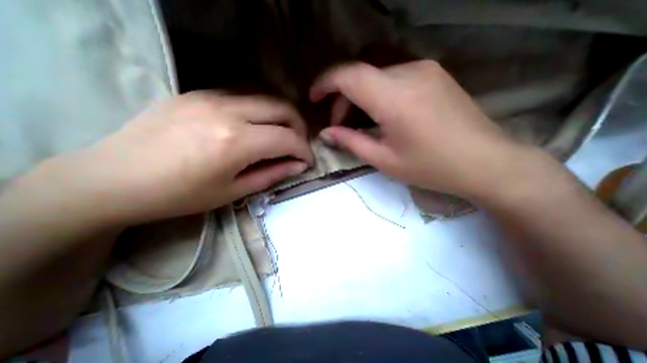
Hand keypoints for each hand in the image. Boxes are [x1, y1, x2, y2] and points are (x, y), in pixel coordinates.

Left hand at [61, 91, 312, 223]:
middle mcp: (227, 111)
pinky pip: (244, 94)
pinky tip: (257, 124)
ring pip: (266, 96)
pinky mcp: (199, 92)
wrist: (114, 178)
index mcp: (235, 142)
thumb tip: (299, 165)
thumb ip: (272, 174)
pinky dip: (261, 109)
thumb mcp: (234, 191)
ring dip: (283, 116)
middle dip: (299, 128)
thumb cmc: (179, 195)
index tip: (308, 161)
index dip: (304, 151)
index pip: (288, 139)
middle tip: (299, 145)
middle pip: (283, 108)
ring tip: (283, 134)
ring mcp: (211, 96)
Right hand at [309, 61, 530, 199]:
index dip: (325, 83)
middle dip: (342, 98)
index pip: (348, 76)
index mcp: (394, 98)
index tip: (314, 97)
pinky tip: (380, 113)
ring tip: (358, 121)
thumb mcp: (384, 160)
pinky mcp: (433, 74)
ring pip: (375, 75)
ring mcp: (424, 69)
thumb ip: (351, 142)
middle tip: (338, 124)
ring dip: (359, 95)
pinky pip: (393, 76)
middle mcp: (409, 73)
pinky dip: (377, 92)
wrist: (486, 161)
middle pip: (360, 75)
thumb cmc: (431, 167)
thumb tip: (327, 133)